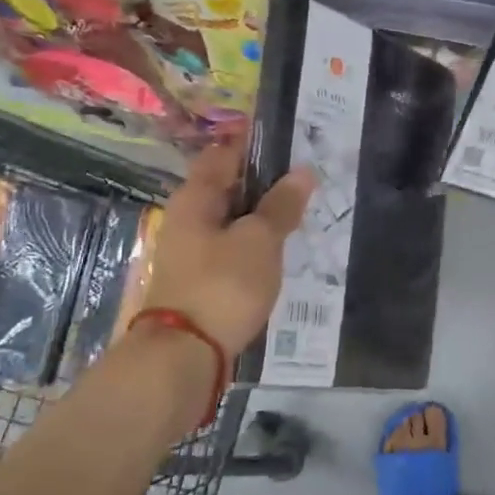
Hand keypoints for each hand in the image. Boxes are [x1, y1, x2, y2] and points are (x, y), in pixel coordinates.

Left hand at [140, 142, 316, 355]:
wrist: (186, 354)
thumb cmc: (223, 285)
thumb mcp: (260, 240)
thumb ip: (281, 206)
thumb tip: (303, 172)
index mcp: (196, 198)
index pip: (225, 153)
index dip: (256, 143)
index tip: (293, 140)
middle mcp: (188, 218)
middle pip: (230, 187)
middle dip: (267, 181)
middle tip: (309, 178)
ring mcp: (193, 251)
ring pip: (234, 220)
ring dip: (264, 215)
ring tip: (304, 212)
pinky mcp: (203, 279)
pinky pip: (234, 248)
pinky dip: (257, 243)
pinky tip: (282, 250)